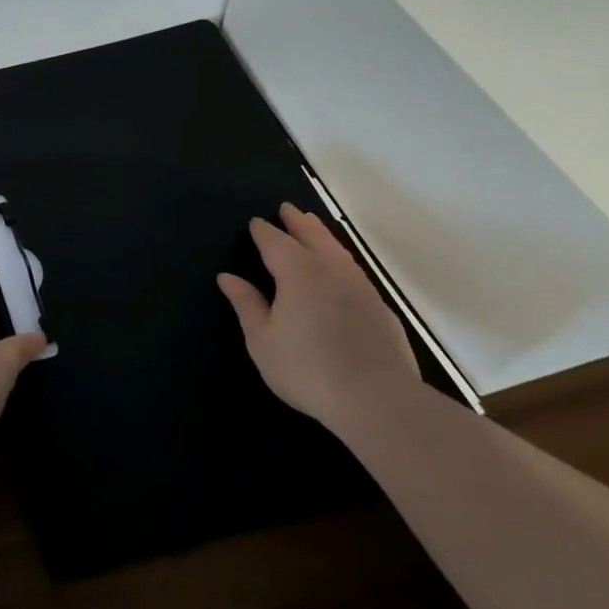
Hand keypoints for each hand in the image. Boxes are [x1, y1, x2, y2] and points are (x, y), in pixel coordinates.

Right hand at [217, 203, 419, 427]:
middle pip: (312, 235)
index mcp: (297, 272)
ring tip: (312, 227)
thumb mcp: (263, 340)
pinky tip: (340, 270)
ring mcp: (361, 286)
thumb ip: (247, 304)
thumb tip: (228, 277)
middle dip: (297, 221)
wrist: (378, 400)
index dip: (263, 231)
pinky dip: (341, 259)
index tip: (255, 222)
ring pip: (338, 250)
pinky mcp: (380, 307)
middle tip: (287, 208)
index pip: (275, 241)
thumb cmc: (307, 369)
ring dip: (322, 235)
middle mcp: (330, 269)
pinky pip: (355, 270)